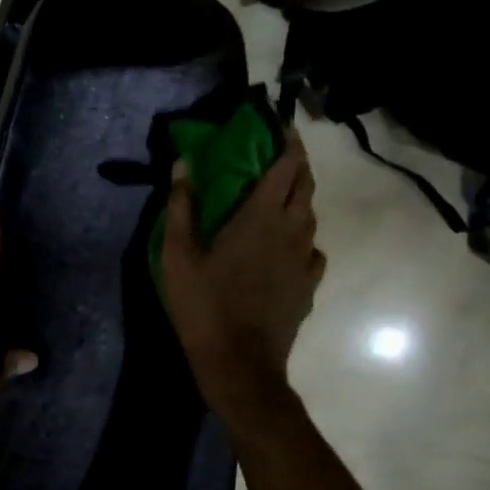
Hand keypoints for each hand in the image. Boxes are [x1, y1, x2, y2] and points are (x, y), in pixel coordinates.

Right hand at [162, 130, 324, 418]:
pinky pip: (311, 249)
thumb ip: (181, 206)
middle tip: (279, 154)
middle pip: (305, 185)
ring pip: (310, 216)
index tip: (279, 125)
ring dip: (298, 199)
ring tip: (278, 196)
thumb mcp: (177, 255)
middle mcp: (291, 231)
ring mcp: (304, 260)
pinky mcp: (308, 285)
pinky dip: (301, 237)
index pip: (285, 166)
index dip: (286, 142)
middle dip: (297, 163)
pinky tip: (286, 246)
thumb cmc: (203, 305)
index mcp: (260, 217)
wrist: (239, 363)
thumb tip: (183, 164)